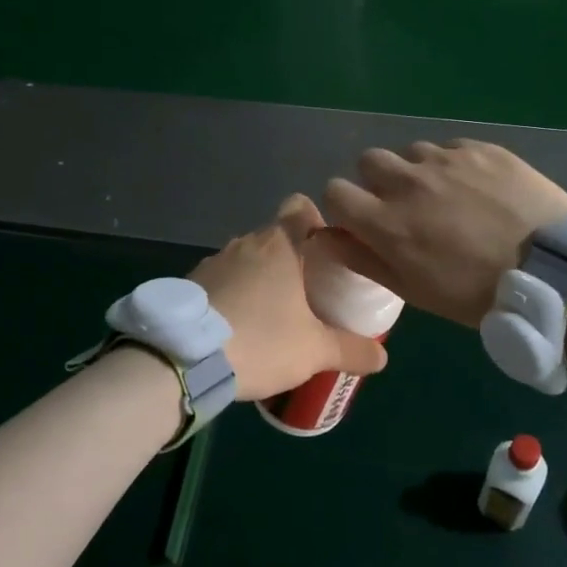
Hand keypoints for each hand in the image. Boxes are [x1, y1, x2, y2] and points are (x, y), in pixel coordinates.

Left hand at [190, 195, 388, 401]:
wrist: (184, 358)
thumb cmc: (260, 341)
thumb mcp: (314, 351)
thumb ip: (351, 349)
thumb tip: (382, 356)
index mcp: (278, 246)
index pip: (300, 207)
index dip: (316, 221)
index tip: (326, 251)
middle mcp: (244, 243)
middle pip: (275, 237)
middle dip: (292, 260)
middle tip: (308, 293)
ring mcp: (213, 262)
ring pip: (246, 260)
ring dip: (260, 279)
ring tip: (272, 315)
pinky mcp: (190, 284)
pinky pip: (221, 280)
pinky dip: (232, 295)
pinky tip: (238, 327)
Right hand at [323, 140, 566, 326]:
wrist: (552, 270)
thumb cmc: (477, 293)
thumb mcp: (414, 290)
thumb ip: (364, 259)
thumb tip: (326, 237)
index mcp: (386, 222)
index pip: (336, 191)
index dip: (345, 206)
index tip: (363, 219)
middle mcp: (409, 182)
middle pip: (369, 161)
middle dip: (377, 180)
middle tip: (404, 205)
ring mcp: (446, 160)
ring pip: (412, 152)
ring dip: (417, 171)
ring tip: (446, 195)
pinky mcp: (481, 149)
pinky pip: (451, 148)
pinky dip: (453, 164)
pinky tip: (477, 187)